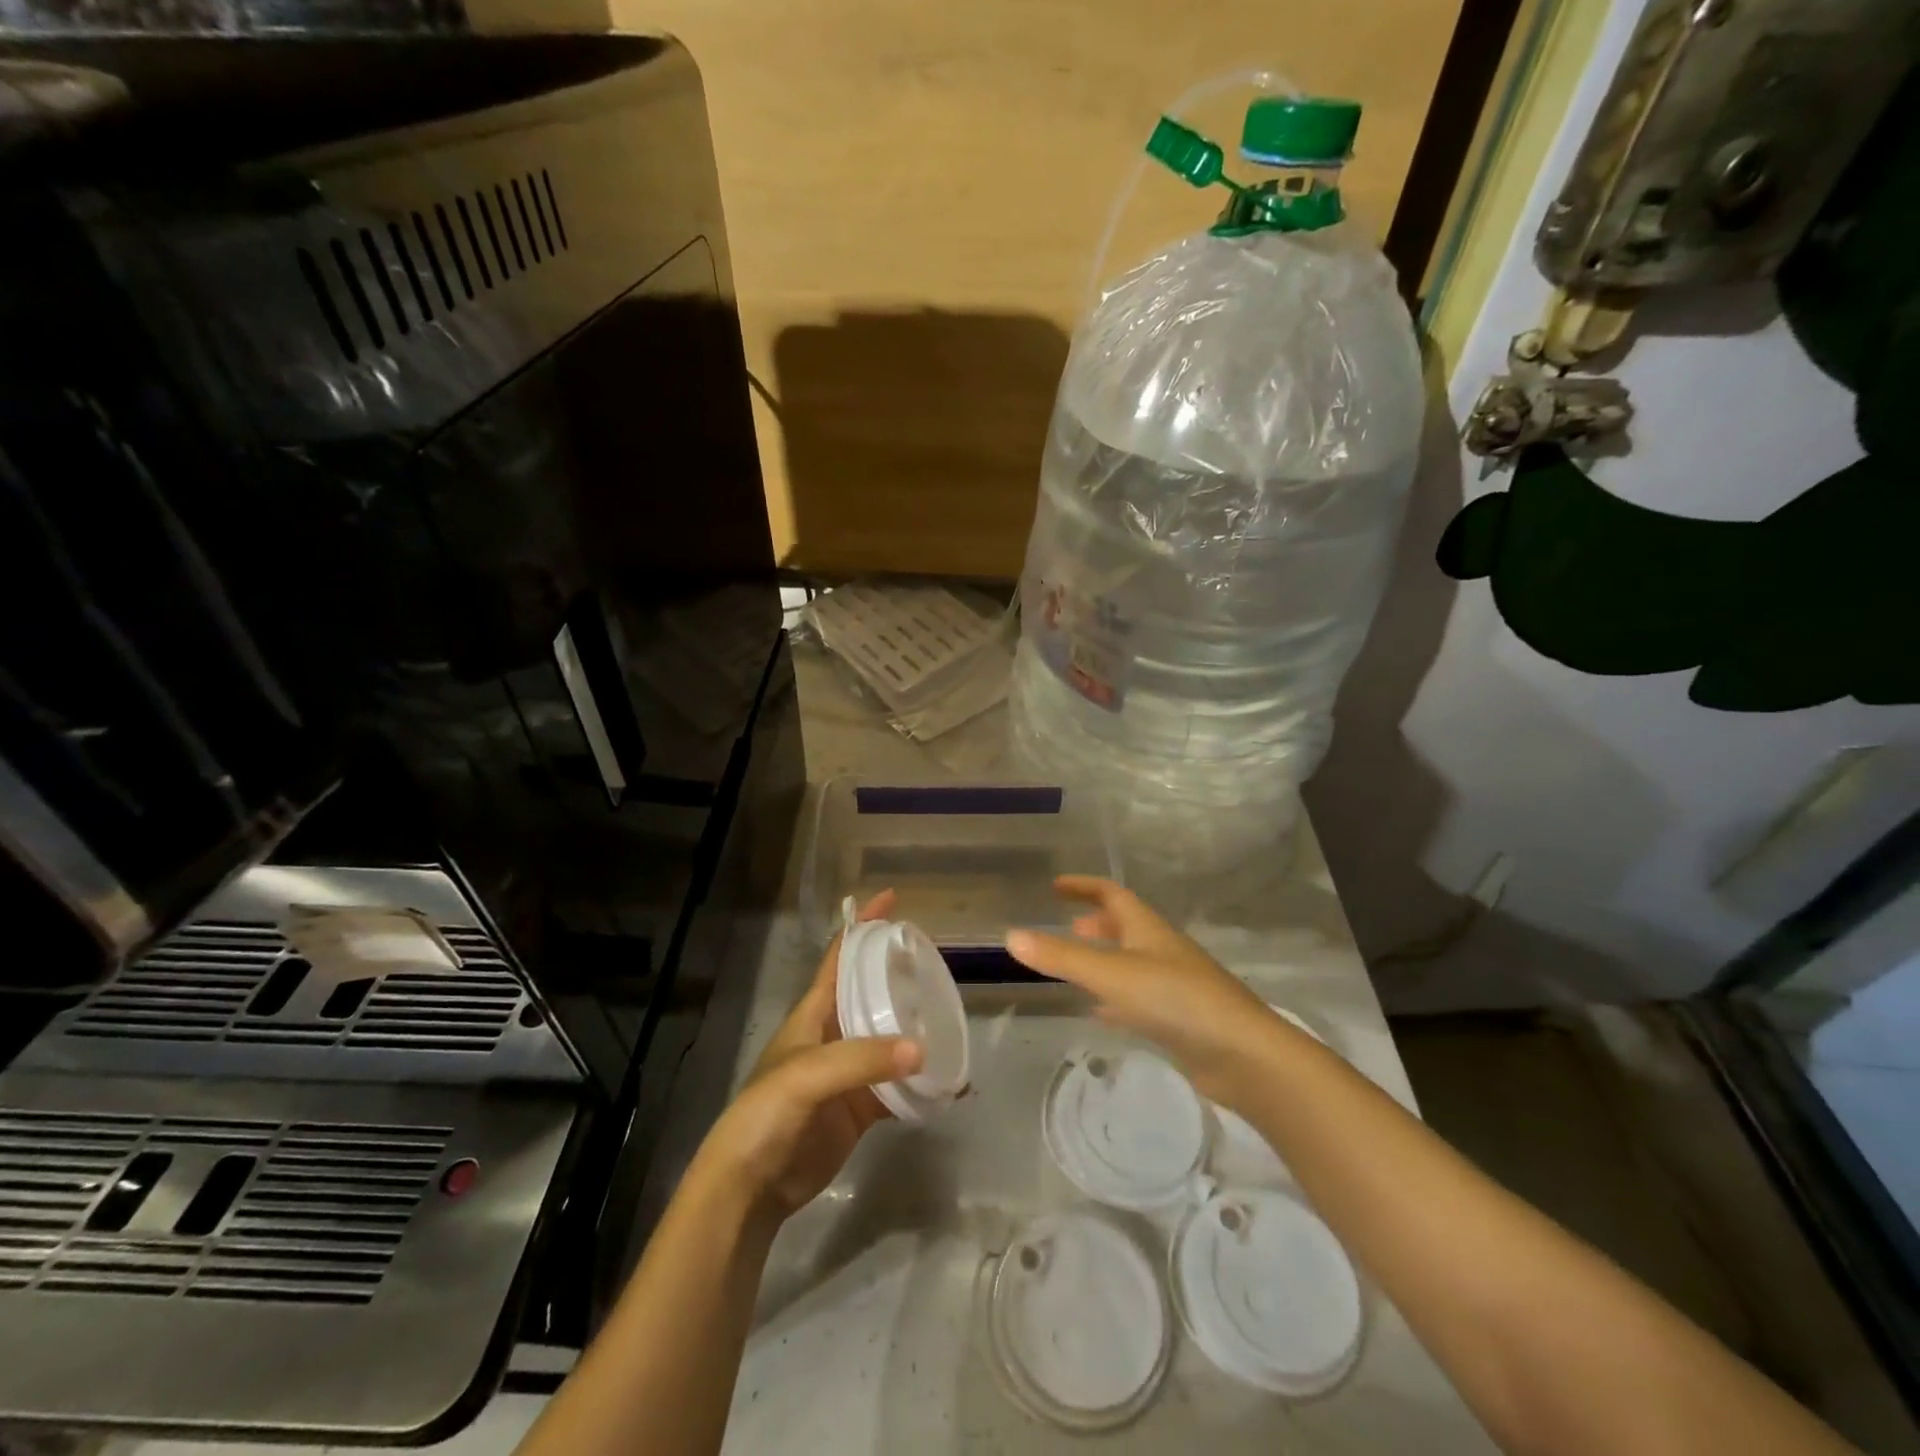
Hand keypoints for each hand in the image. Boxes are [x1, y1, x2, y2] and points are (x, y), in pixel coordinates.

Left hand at [691, 891, 923, 1219]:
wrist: (751, 1186)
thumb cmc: (766, 1114)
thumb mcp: (806, 1075)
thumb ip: (861, 1059)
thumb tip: (922, 1049)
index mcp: (813, 1012)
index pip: (840, 956)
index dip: (863, 925)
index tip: (893, 900)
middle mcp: (833, 1034)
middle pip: (871, 991)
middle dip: (899, 973)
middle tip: (938, 961)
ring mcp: (849, 1072)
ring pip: (890, 1038)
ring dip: (918, 1028)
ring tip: (953, 1016)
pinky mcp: (862, 1108)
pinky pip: (899, 1087)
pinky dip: (924, 1083)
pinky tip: (952, 1082)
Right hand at [1004, 875, 1277, 1105]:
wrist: (1244, 1055)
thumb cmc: (1177, 1001)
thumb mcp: (1112, 975)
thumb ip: (1062, 957)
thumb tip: (1011, 935)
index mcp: (1147, 929)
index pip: (1112, 894)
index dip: (1084, 886)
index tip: (1056, 886)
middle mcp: (1161, 950)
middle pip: (1125, 927)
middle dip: (1096, 925)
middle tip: (1066, 929)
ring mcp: (1174, 985)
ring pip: (1131, 964)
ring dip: (1105, 961)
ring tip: (1076, 970)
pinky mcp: (1180, 1020)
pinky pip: (1139, 999)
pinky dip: (1116, 999)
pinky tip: (1103, 1013)